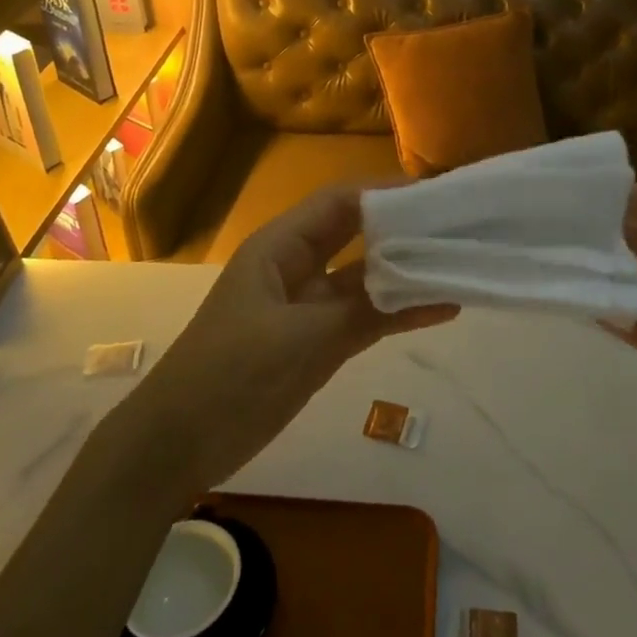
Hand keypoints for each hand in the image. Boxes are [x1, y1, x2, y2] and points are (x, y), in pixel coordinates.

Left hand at [123, 185, 457, 493]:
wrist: (179, 443)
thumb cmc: (229, 374)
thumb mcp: (299, 339)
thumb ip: (362, 311)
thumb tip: (427, 291)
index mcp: (281, 247)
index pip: (340, 202)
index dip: (387, 193)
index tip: (436, 196)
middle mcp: (298, 266)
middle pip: (357, 234)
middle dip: (403, 228)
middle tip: (457, 226)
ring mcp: (309, 306)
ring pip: (365, 277)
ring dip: (406, 273)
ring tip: (458, 264)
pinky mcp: (317, 341)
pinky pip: (364, 316)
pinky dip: (397, 312)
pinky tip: (440, 309)